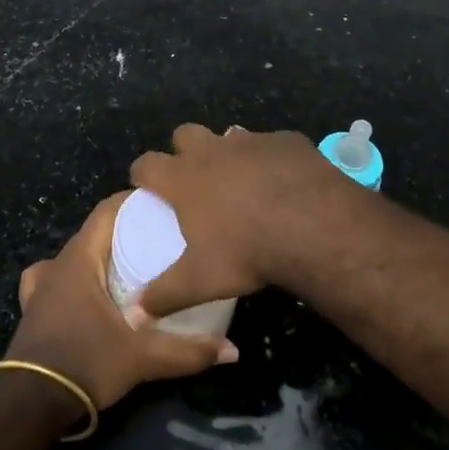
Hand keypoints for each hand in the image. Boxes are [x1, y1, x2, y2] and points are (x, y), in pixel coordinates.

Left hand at [3, 192, 236, 410]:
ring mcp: (40, 287)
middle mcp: (57, 264)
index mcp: (80, 260)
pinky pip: (51, 279)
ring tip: (124, 265)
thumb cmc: (85, 364)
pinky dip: (68, 278)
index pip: (106, 211)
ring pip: (72, 255)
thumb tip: (233, 351)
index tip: (162, 205)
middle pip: (92, 232)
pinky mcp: (32, 310)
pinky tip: (81, 292)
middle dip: (122, 230)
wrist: (30, 405)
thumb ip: (188, 351)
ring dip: (96, 255)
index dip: (132, 202)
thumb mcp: (142, 358)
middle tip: (158, 238)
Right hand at [127, 123, 361, 322]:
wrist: (314, 226)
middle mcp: (212, 150)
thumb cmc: (248, 252)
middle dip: (183, 150)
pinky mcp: (286, 140)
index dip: (142, 174)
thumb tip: (134, 316)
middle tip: (195, 180)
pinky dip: (270, 159)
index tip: (146, 187)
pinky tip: (283, 182)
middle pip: (184, 134)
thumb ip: (164, 295)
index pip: (146, 164)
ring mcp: (251, 141)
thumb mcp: (201, 281)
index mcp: (184, 178)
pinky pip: (271, 144)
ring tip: (241, 182)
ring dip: (229, 153)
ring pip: (229, 135)